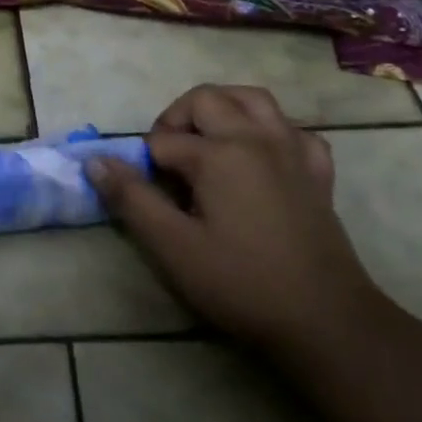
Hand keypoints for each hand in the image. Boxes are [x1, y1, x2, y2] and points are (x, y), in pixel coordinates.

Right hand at [86, 84, 382, 354]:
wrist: (326, 321)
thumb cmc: (241, 283)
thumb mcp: (173, 246)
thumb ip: (131, 198)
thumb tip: (95, 161)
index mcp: (219, 153)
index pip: (162, 141)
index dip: (144, 165)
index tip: (145, 196)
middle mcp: (256, 138)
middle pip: (206, 100)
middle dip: (176, 120)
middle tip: (166, 161)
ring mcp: (292, 151)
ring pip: (253, 100)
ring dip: (222, 108)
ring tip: (205, 141)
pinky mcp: (317, 173)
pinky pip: (293, 130)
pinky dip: (270, 131)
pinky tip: (259, 157)